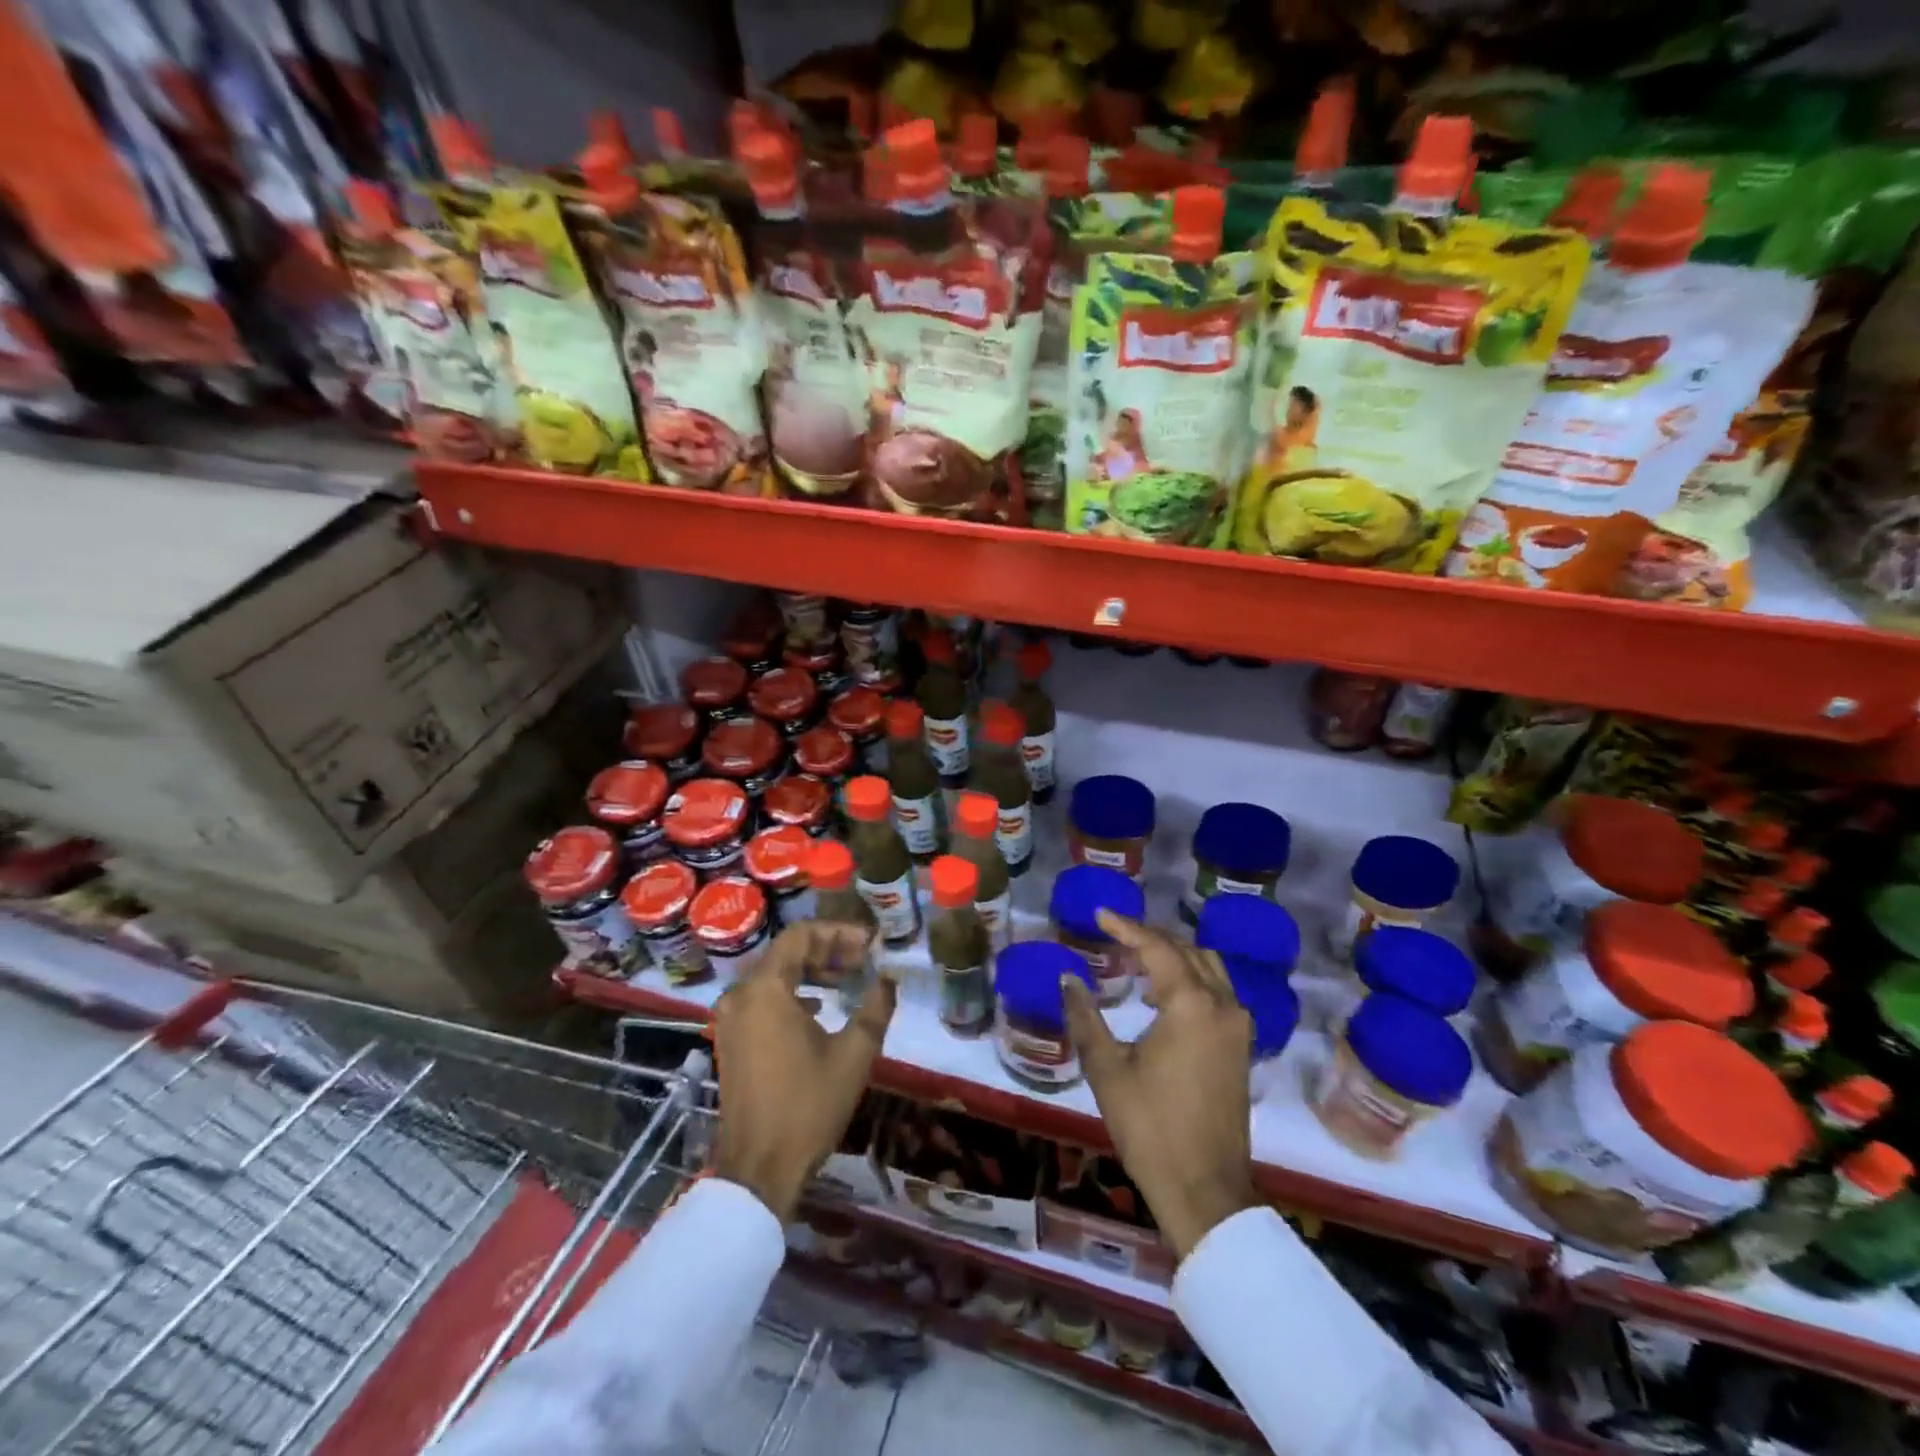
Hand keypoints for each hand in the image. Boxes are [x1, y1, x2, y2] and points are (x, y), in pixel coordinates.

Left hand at [711, 922, 894, 1220]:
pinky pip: (763, 999)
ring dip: (811, 971)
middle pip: (786, 953)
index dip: (839, 932)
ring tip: (847, 979)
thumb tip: (888, 979)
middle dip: (828, 950)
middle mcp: (741, 995)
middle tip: (864, 960)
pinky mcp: (731, 1040)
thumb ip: (875, 1007)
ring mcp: (731, 1019)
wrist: (759, 1170)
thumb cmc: (808, 1106)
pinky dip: (792, 993)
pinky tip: (819, 1008)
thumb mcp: (854, 1054)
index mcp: (765, 989)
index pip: (801, 935)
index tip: (870, 944)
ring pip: (774, 975)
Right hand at [1062, 912, 1259, 1259]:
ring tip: (1138, 954)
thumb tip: (1067, 979)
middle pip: (1186, 950)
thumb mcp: (1107, 1069)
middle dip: (1151, 936)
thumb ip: (1085, 1017)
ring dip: (1175, 954)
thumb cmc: (1151, 1127)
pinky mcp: (1241, 1046)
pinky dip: (1191, 976)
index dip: (1126, 927)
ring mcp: (1238, 1026)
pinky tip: (1164, 990)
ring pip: (1208, 967)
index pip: (1156, 948)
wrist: (1205, 1190)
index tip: (1100, 914)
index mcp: (1190, 1004)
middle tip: (1116, 933)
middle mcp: (1222, 1005)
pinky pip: (1218, 990)